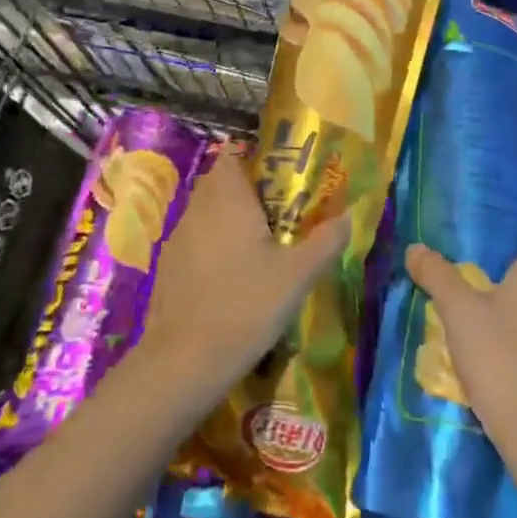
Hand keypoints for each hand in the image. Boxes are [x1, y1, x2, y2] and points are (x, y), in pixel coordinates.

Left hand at [136, 146, 347, 403]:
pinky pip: (194, 240)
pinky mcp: (168, 267)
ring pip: (205, 212)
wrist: (184, 361)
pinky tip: (231, 276)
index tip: (280, 180)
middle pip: (219, 183)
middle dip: (245, 192)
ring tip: (259, 247)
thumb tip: (349, 216)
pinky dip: (212, 246)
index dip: (253, 161)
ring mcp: (177, 238)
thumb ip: (326, 241)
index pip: (232, 156)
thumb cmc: (246, 306)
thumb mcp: (297, 276)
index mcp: (228, 198)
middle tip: (279, 214)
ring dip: (227, 220)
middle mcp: (198, 208)